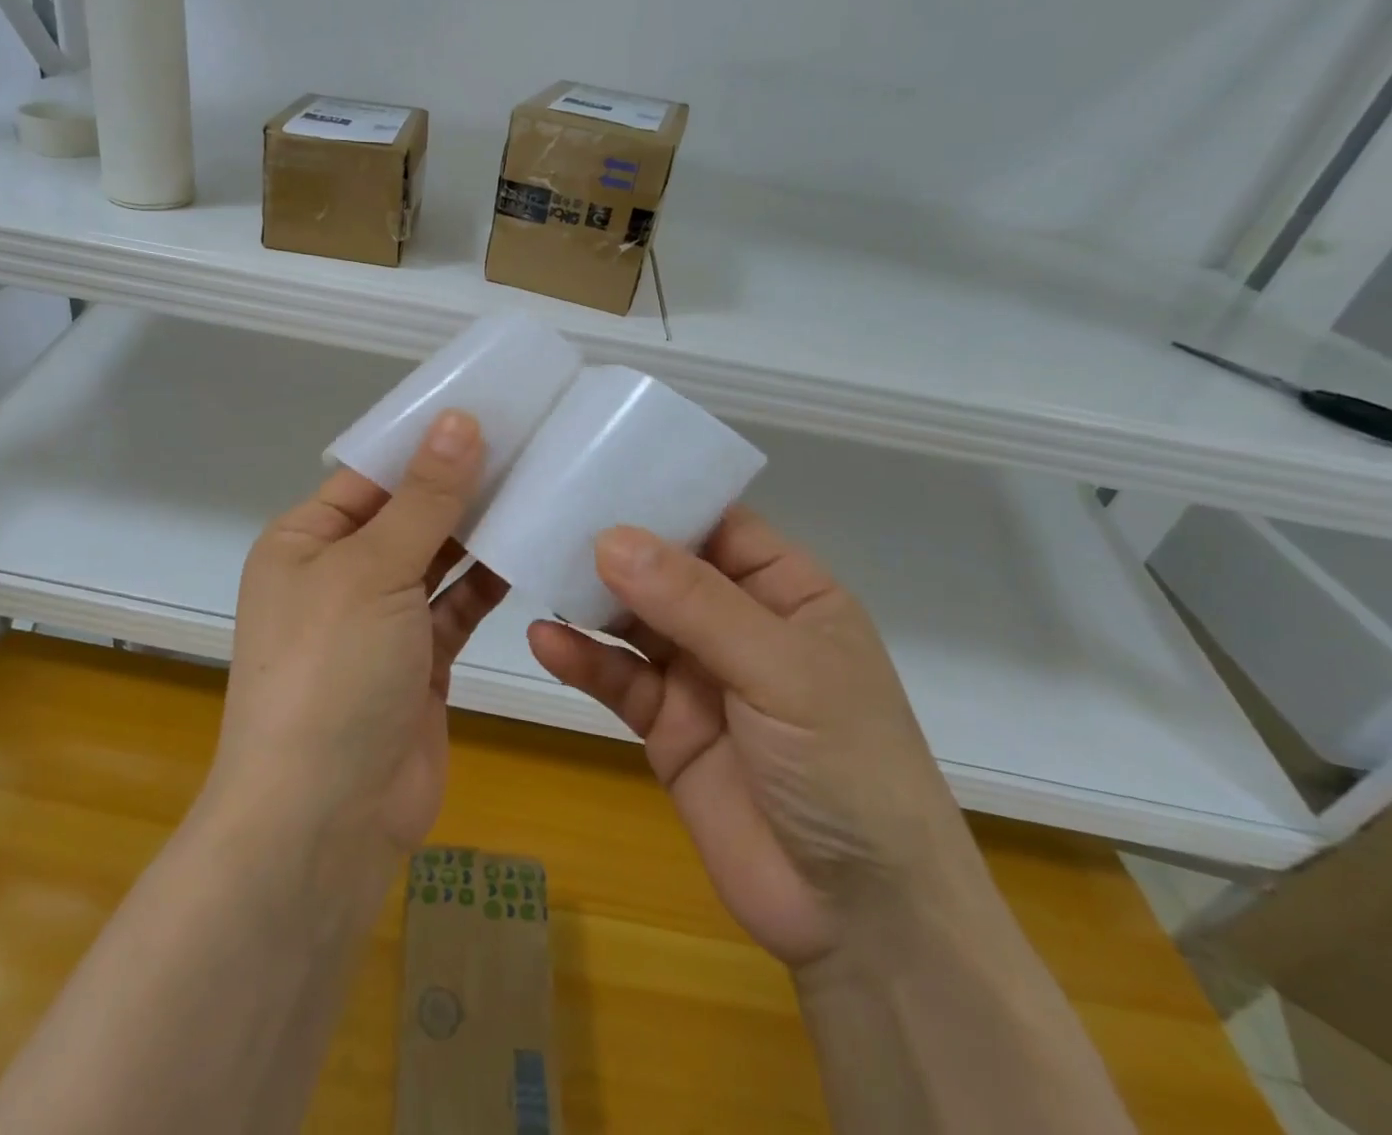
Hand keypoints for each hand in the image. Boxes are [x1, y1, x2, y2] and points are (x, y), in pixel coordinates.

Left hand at [211, 411, 507, 858]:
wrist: (325, 822)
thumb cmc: (332, 673)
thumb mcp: (373, 570)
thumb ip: (424, 498)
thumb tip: (458, 420)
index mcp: (306, 541)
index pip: (371, 473)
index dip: (424, 441)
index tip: (488, 407)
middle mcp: (339, 574)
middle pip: (408, 513)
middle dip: (461, 483)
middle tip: (532, 440)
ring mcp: (381, 621)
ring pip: (438, 559)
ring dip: (480, 530)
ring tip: (542, 482)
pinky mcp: (420, 661)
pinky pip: (458, 606)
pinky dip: (490, 582)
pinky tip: (533, 546)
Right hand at [528, 508, 971, 967]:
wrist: (858, 919)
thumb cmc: (846, 767)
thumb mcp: (780, 670)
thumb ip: (694, 602)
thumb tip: (609, 538)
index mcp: (788, 593)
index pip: (718, 525)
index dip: (663, 499)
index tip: (595, 472)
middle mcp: (740, 625)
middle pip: (666, 569)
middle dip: (613, 547)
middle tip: (546, 515)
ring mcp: (700, 675)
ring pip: (633, 621)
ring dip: (589, 599)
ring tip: (533, 568)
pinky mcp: (666, 725)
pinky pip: (617, 679)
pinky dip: (582, 660)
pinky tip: (544, 642)